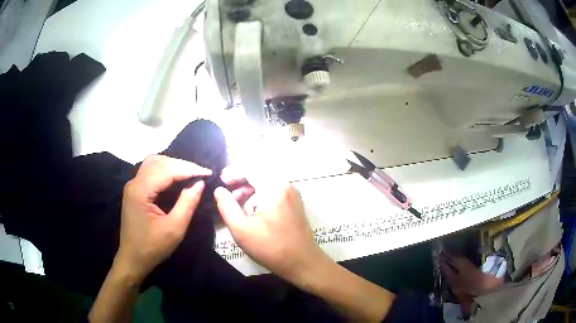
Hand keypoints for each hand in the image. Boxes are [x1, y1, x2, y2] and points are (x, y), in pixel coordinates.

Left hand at [117, 155, 211, 281]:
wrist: (132, 259)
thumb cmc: (153, 247)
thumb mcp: (174, 229)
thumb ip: (187, 203)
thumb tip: (200, 183)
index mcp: (141, 191)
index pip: (167, 170)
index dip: (189, 169)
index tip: (208, 172)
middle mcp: (134, 182)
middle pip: (159, 162)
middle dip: (182, 165)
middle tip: (201, 173)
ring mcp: (132, 185)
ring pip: (153, 163)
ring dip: (172, 164)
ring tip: (190, 173)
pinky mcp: (134, 190)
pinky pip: (150, 171)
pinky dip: (164, 169)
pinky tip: (174, 177)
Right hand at [214, 174, 323, 282]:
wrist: (302, 263)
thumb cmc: (270, 247)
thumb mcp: (241, 228)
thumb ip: (226, 206)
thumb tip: (219, 190)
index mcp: (274, 187)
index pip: (251, 168)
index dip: (233, 172)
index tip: (220, 180)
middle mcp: (286, 186)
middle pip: (259, 174)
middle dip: (240, 180)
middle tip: (225, 190)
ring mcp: (292, 195)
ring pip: (266, 184)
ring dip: (249, 190)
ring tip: (235, 202)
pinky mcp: (294, 205)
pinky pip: (273, 193)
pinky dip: (259, 197)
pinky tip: (251, 210)